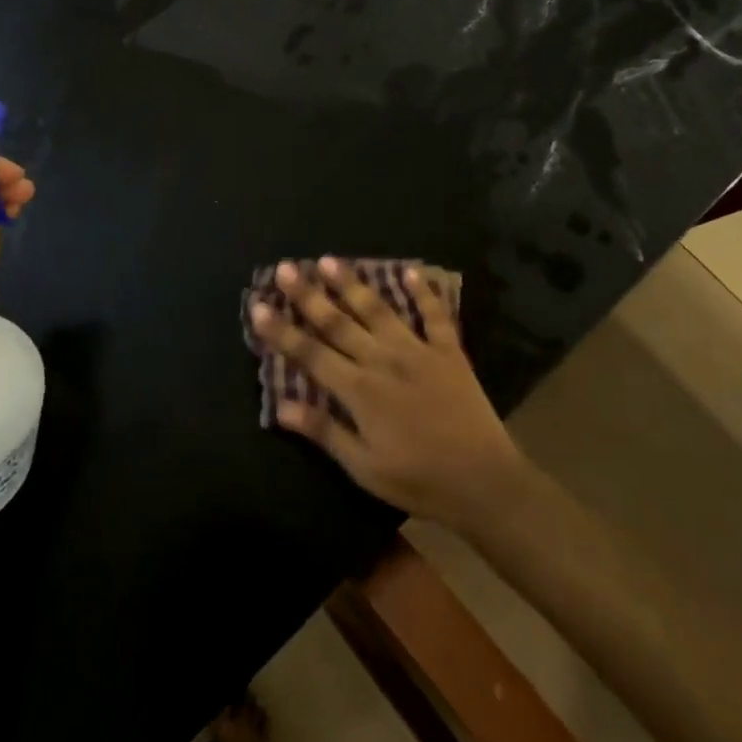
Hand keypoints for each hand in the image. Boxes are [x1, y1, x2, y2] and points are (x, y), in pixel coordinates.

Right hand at [249, 257, 527, 530]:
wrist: (483, 481)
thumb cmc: (418, 480)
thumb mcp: (364, 467)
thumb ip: (323, 431)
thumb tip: (280, 405)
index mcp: (359, 390)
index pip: (310, 354)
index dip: (281, 331)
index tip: (258, 305)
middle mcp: (383, 360)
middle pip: (338, 322)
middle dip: (308, 295)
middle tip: (286, 268)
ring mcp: (418, 351)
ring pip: (378, 310)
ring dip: (352, 284)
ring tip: (329, 260)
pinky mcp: (449, 352)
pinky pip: (435, 315)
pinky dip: (424, 292)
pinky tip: (412, 270)